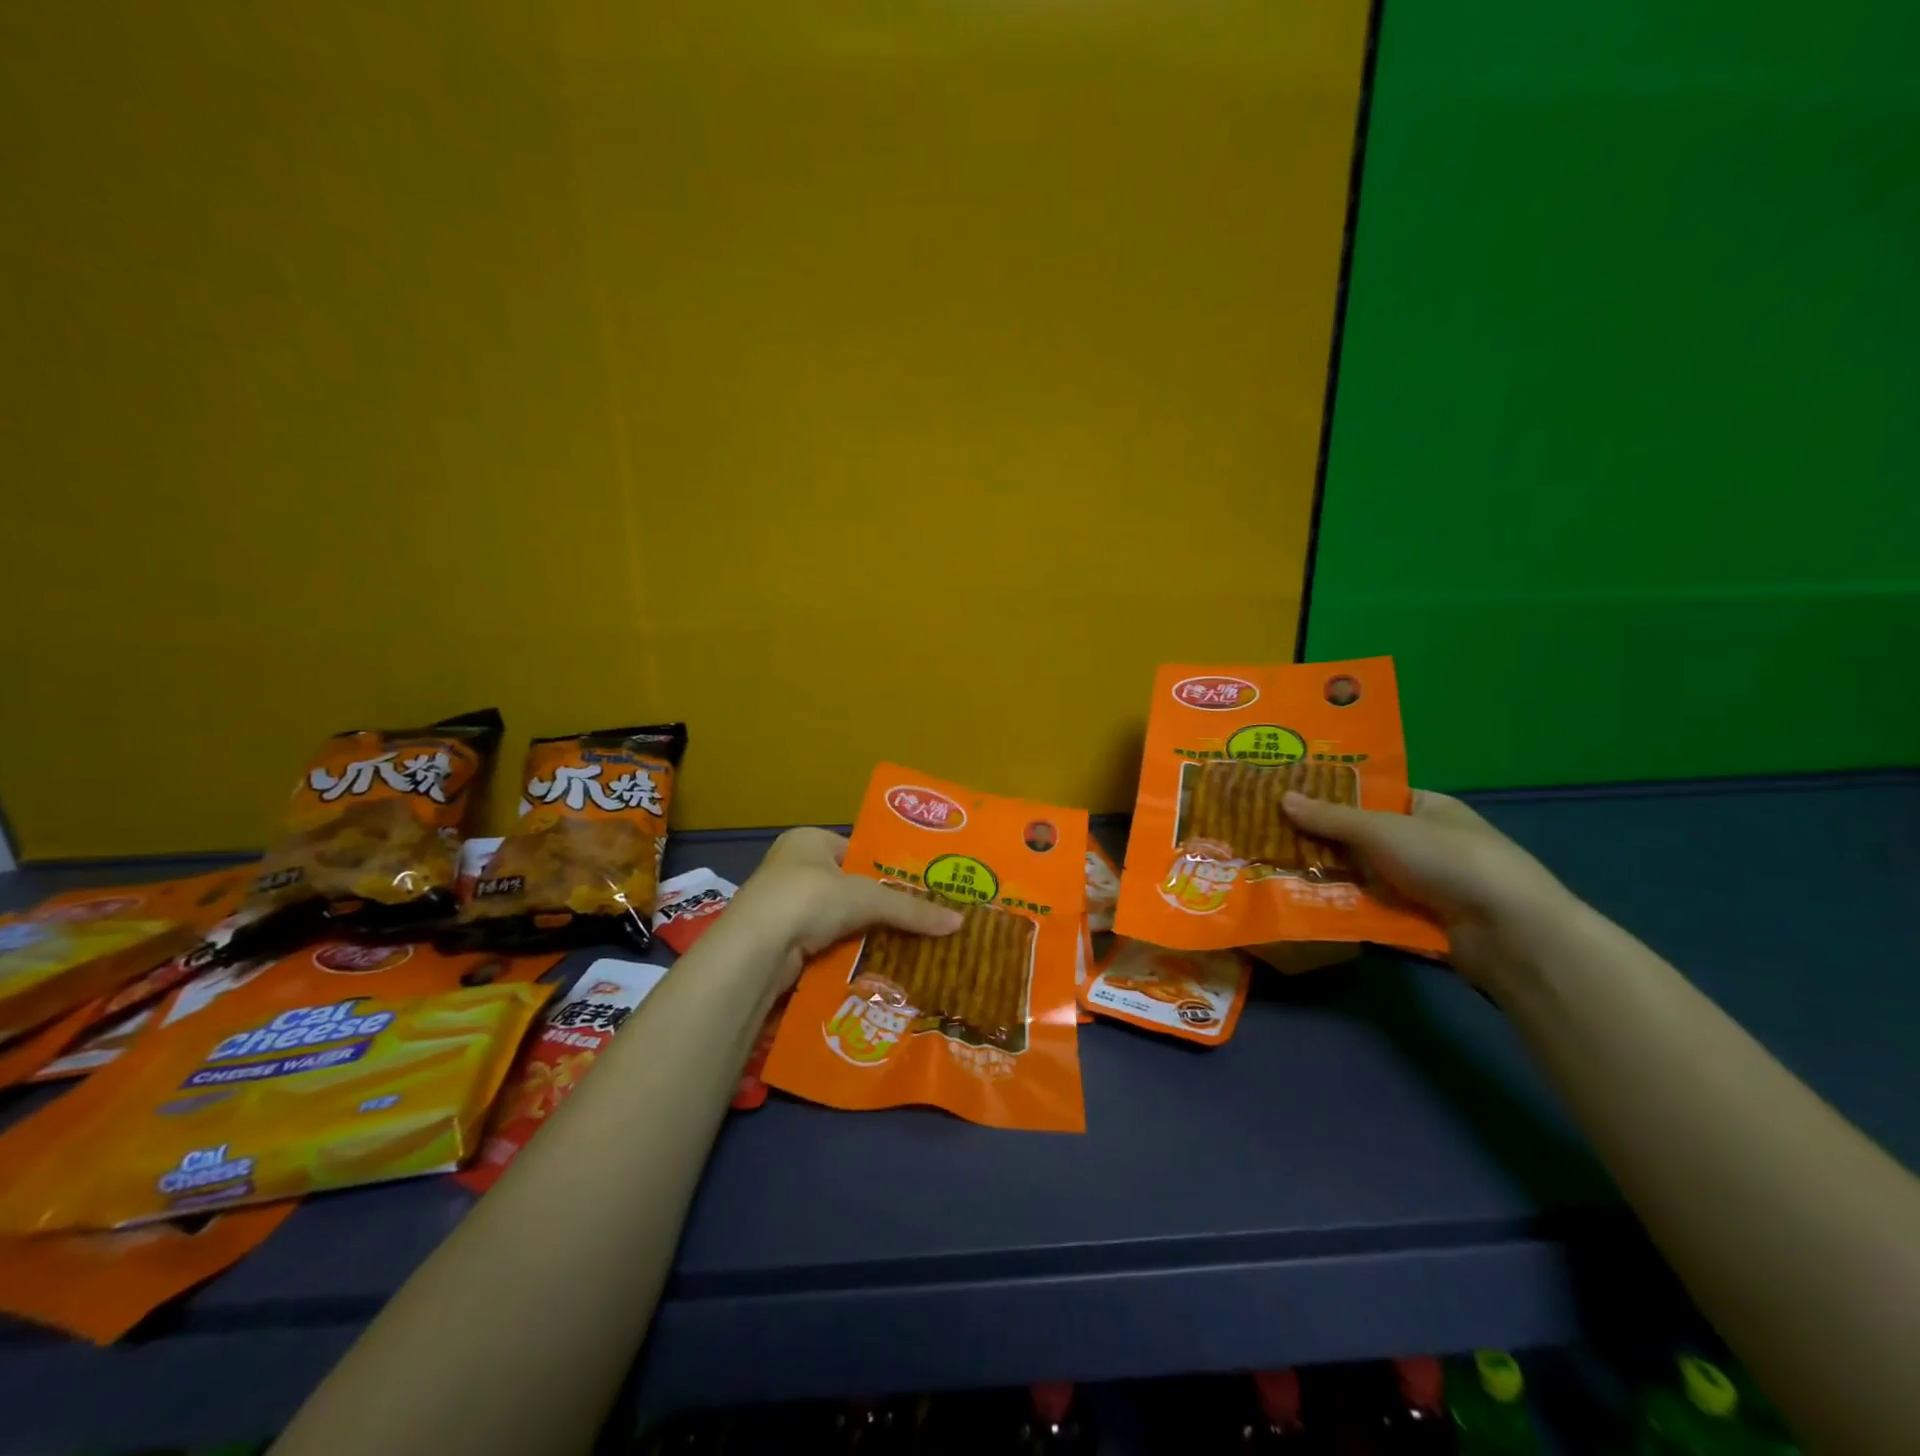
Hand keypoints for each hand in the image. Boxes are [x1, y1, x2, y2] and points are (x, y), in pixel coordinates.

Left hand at [725, 828, 963, 988]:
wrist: (755, 951)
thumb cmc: (809, 900)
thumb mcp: (867, 899)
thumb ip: (911, 909)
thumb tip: (959, 923)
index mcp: (807, 840)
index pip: (856, 850)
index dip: (885, 869)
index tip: (916, 889)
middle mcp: (791, 867)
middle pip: (847, 886)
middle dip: (876, 906)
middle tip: (916, 921)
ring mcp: (781, 905)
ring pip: (835, 919)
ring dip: (860, 933)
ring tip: (902, 947)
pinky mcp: (779, 941)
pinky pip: (823, 944)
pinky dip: (844, 954)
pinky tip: (871, 966)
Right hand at [1279, 789, 1578, 990]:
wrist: (1508, 932)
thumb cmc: (1448, 860)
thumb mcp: (1382, 829)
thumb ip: (1331, 817)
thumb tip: (1282, 797)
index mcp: (1426, 807)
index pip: (1370, 794)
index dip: (1329, 795)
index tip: (1286, 797)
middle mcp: (1424, 841)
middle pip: (1360, 836)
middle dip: (1319, 838)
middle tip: (1266, 835)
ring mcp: (1421, 882)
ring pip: (1360, 873)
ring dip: (1326, 874)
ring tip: (1272, 869)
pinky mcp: (1416, 918)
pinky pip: (1369, 905)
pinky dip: (1341, 904)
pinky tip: (1302, 902)